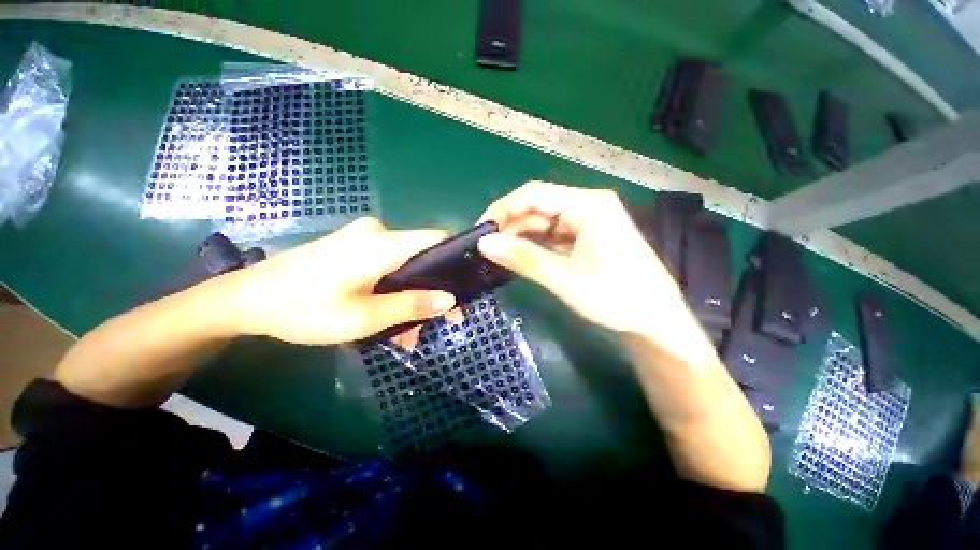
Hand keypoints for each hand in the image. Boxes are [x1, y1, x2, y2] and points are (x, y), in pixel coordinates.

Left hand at [231, 217, 456, 345]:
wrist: (245, 299)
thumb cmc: (304, 309)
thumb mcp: (363, 317)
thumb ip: (410, 306)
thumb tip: (449, 300)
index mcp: (383, 244)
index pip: (436, 239)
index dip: (455, 259)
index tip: (463, 287)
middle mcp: (377, 232)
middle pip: (421, 257)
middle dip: (430, 290)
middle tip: (434, 323)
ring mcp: (363, 238)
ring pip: (404, 265)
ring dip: (409, 296)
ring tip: (406, 334)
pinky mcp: (352, 246)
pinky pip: (385, 265)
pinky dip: (392, 289)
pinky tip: (387, 316)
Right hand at [477, 181, 715, 365]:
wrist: (656, 321)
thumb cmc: (617, 300)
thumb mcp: (565, 280)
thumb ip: (524, 258)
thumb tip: (484, 244)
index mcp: (588, 206)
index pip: (533, 195)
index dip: (502, 210)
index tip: (480, 232)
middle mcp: (588, 205)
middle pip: (538, 207)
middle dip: (509, 226)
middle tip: (485, 249)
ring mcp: (588, 221)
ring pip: (544, 222)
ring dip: (520, 237)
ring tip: (497, 255)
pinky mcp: (587, 237)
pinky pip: (553, 235)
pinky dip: (535, 245)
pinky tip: (519, 257)